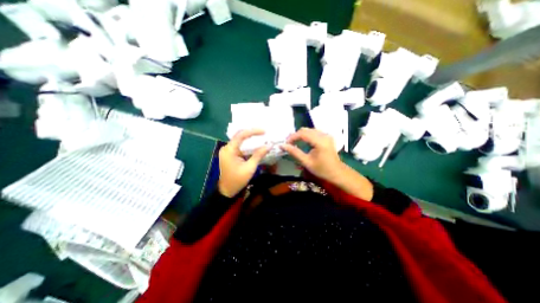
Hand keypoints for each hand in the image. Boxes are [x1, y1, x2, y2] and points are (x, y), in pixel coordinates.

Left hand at [217, 129, 269, 197]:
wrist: (227, 191)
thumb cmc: (238, 180)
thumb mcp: (250, 168)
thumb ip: (259, 155)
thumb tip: (269, 145)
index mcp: (229, 150)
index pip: (241, 135)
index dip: (253, 131)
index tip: (264, 131)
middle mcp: (226, 148)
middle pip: (239, 135)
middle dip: (251, 133)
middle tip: (264, 132)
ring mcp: (227, 151)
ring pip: (239, 140)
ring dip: (250, 138)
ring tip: (261, 136)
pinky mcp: (229, 154)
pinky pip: (239, 146)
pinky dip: (247, 144)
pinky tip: (255, 144)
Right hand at [281, 128, 374, 200]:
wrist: (337, 172)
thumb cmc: (322, 169)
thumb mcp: (306, 162)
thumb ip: (294, 152)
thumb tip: (282, 145)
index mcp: (320, 141)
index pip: (302, 134)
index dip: (292, 137)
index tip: (285, 143)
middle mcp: (324, 135)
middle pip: (305, 130)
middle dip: (295, 135)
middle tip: (288, 143)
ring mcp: (326, 135)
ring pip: (309, 130)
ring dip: (300, 135)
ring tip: (294, 142)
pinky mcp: (327, 137)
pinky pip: (314, 132)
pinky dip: (306, 135)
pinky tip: (303, 141)